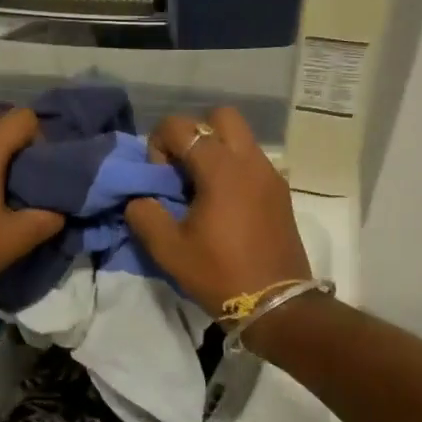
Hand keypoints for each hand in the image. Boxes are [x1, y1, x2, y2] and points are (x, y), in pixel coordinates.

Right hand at [125, 107, 310, 316]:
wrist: (277, 305)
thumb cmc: (220, 274)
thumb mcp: (168, 250)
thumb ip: (145, 213)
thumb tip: (140, 198)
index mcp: (221, 169)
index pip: (181, 126)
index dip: (160, 145)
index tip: (161, 180)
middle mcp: (249, 160)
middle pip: (220, 116)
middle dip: (195, 133)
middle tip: (184, 170)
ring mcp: (270, 174)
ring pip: (240, 137)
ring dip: (216, 150)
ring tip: (203, 189)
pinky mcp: (280, 191)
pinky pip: (253, 160)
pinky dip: (234, 167)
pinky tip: (224, 204)